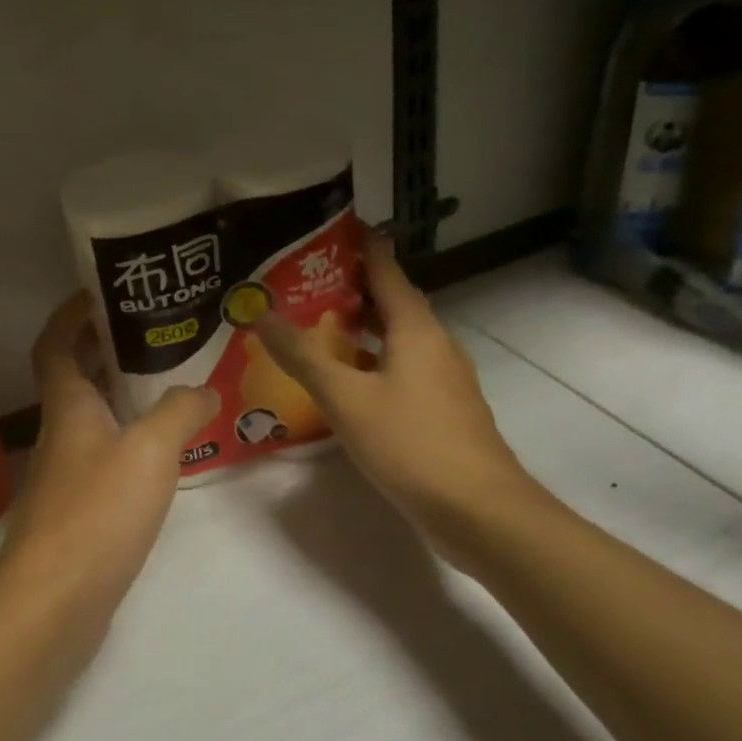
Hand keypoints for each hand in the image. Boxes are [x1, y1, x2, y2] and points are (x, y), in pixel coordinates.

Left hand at [0, 292, 217, 620]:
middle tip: (153, 331)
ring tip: (169, 380)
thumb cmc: (96, 512)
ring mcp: (67, 472)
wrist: (52, 604)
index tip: (100, 293)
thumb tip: (205, 389)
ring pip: (94, 415)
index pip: (55, 343)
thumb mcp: (149, 451)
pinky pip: (106, 454)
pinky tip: (164, 448)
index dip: (70, 314)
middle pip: (76, 375)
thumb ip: (179, 411)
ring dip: (122, 393)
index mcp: (68, 404)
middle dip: (105, 347)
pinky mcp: (79, 509)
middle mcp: (62, 431)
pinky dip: (130, 438)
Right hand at [255, 235, 534, 553]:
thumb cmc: (412, 443)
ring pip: (397, 336)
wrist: (481, 513)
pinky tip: (345, 379)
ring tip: (316, 324)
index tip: (328, 227)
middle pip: (391, 300)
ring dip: (361, 325)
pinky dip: (372, 359)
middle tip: (303, 279)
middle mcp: (434, 342)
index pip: (385, 268)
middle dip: (350, 286)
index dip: (359, 245)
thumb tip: (260, 314)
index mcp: (415, 327)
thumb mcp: (345, 398)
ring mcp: (443, 377)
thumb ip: (302, 355)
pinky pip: (402, 366)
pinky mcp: (443, 408)